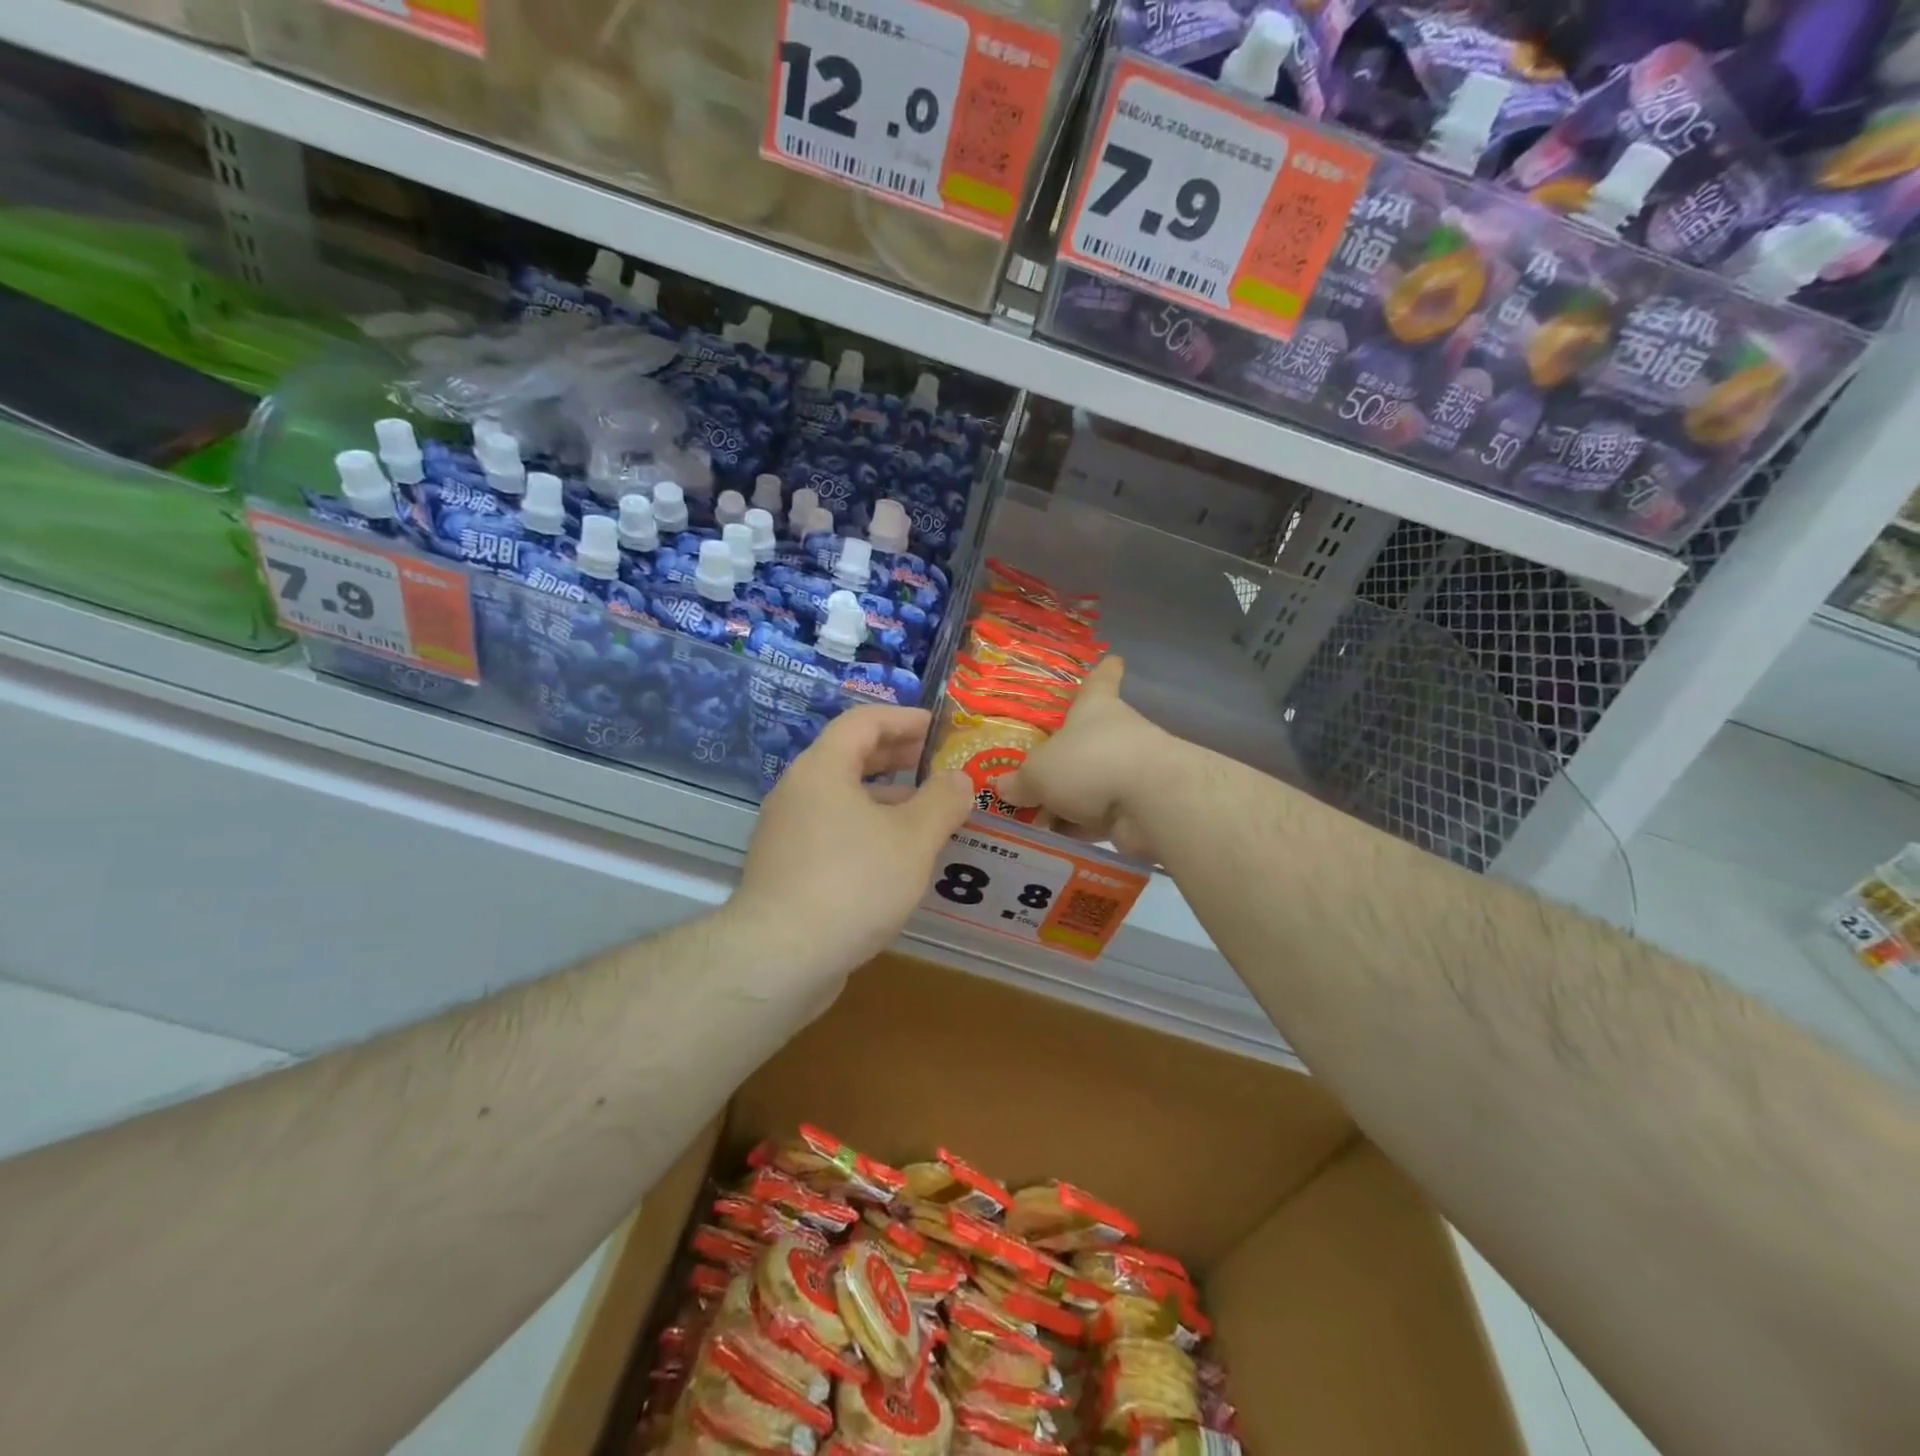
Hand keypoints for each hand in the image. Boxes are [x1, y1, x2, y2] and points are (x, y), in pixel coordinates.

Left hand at [732, 706, 973, 975]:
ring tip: (927, 815)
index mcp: (823, 769)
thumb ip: (942, 802)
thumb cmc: (853, 883)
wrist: (780, 958)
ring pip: (842, 799)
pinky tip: (896, 858)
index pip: (863, 721)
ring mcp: (787, 832)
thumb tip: (959, 778)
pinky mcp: (786, 868)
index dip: (903, 718)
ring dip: (885, 799)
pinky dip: (867, 830)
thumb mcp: (913, 839)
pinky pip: (833, 831)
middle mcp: (798, 792)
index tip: (937, 728)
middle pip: (849, 757)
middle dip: (896, 757)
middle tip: (935, 765)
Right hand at [996, 657, 1172, 859]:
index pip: (1101, 680)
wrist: (1150, 802)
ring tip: (1031, 819)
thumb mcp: (1038, 771)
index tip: (1113, 659)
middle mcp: (1117, 734)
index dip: (1103, 671)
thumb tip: (1003, 787)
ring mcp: (1132, 772)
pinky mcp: (1139, 808)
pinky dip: (1080, 828)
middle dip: (1066, 758)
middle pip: (1090, 740)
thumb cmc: (1089, 763)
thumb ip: (1020, 781)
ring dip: (1068, 801)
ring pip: (1093, 783)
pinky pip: (1100, 816)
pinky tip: (1051, 842)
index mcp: (1096, 708)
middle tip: (1032, 774)